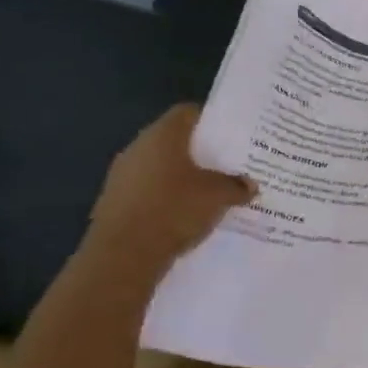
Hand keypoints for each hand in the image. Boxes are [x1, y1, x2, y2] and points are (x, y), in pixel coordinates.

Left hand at [85, 105, 255, 276]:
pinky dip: (170, 196)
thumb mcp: (218, 196)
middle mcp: (138, 147)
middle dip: (202, 152)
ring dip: (185, 176)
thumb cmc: (174, 209)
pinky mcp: (117, 200)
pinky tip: (188, 213)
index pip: (188, 113)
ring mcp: (123, 174)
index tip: (233, 134)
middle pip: (175, 140)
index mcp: (162, 135)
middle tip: (229, 164)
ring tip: (213, 191)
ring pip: (162, 166)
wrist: (124, 254)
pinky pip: (151, 190)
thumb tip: (250, 185)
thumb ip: (237, 186)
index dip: (212, 120)